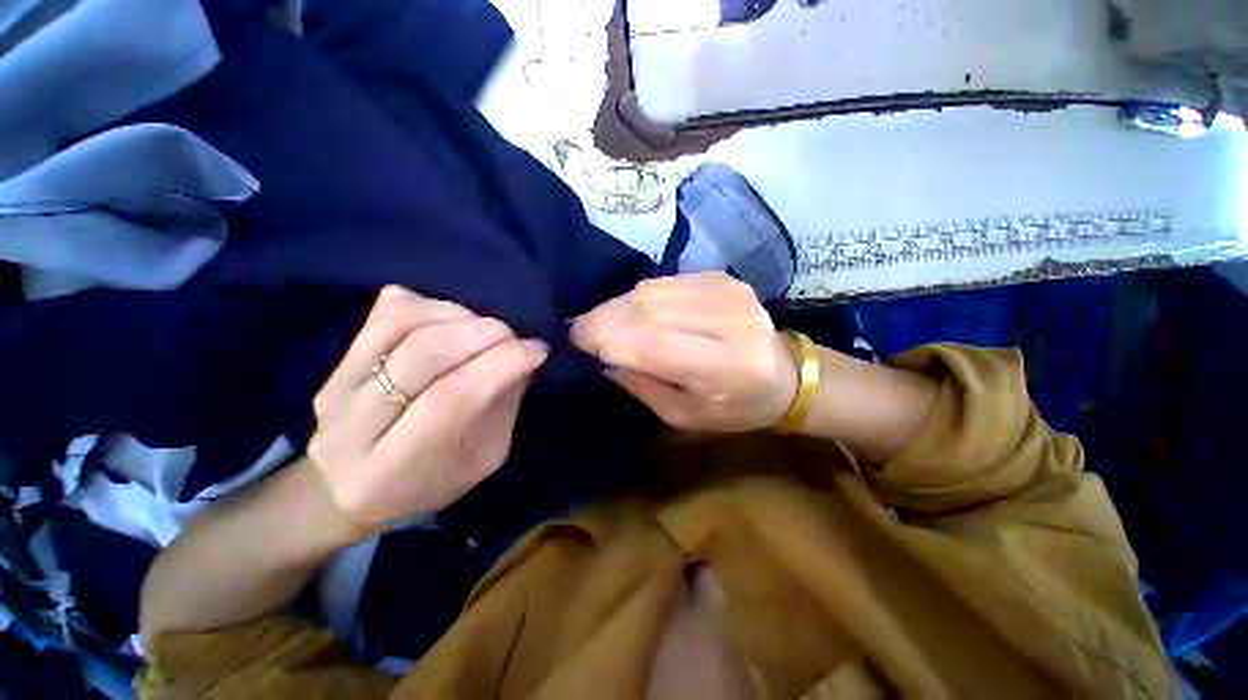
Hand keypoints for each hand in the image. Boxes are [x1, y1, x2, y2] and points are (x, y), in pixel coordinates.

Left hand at [307, 286, 548, 529]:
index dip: (502, 363)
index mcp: (393, 470)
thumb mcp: (483, 458)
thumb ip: (503, 406)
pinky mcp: (333, 365)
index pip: (453, 397)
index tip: (537, 349)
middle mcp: (351, 428)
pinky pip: (384, 315)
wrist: (353, 490)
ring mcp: (335, 389)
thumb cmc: (432, 482)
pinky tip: (455, 321)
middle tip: (515, 336)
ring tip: (486, 330)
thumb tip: (524, 353)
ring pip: (402, 324)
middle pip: (424, 353)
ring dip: (459, 316)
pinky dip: (431, 307)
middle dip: (484, 333)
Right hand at [571, 272, 797, 432]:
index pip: (653, 342)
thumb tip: (603, 356)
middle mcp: (730, 319)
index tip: (576, 342)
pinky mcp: (719, 277)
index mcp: (728, 366)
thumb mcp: (685, 416)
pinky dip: (638, 298)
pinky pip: (662, 282)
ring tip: (600, 323)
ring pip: (650, 291)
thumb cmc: (736, 407)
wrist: (786, 375)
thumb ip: (642, 385)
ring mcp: (726, 290)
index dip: (607, 339)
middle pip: (648, 310)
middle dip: (604, 319)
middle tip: (580, 332)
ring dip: (617, 307)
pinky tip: (630, 313)